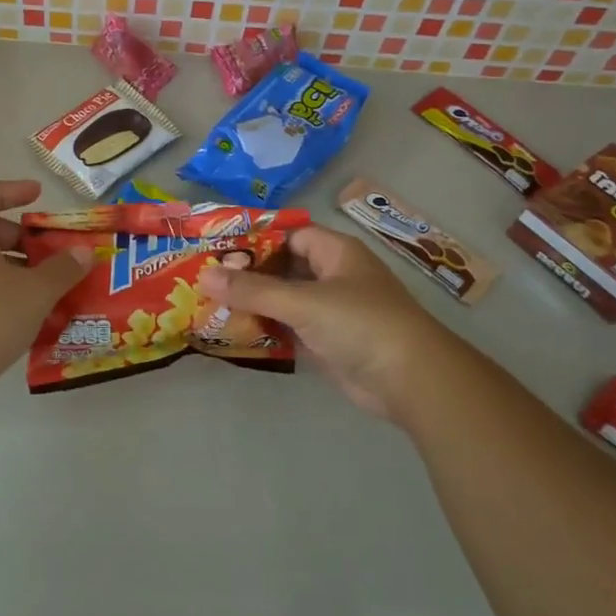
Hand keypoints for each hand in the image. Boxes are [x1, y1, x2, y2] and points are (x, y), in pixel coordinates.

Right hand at [195, 226, 442, 422]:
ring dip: (253, 303)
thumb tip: (204, 275)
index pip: (288, 234)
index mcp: (335, 252)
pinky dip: (265, 329)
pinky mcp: (327, 342)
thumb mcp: (303, 301)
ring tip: (208, 302)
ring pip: (283, 299)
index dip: (254, 238)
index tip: (216, 246)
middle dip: (247, 273)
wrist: (412, 381)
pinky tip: (233, 331)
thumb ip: (252, 290)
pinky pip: (288, 328)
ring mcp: (330, 311)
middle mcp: (333, 276)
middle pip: (282, 267)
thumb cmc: (360, 324)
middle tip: (203, 276)